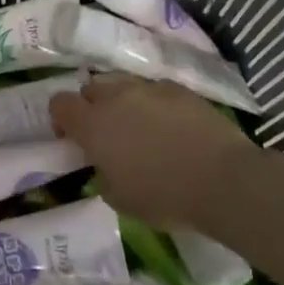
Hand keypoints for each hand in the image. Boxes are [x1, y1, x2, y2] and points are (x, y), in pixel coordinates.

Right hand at [50, 75, 250, 230]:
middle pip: (91, 88)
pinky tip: (172, 127)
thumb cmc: (164, 196)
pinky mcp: (180, 89)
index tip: (72, 138)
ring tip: (141, 128)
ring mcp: (149, 89)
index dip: (62, 119)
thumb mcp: (120, 199)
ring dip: (123, 102)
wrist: (223, 180)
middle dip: (92, 106)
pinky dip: (155, 104)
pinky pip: (155, 91)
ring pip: (123, 85)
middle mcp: (116, 98)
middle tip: (107, 134)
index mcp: (93, 125)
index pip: (60, 104)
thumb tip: (106, 164)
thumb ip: (103, 173)